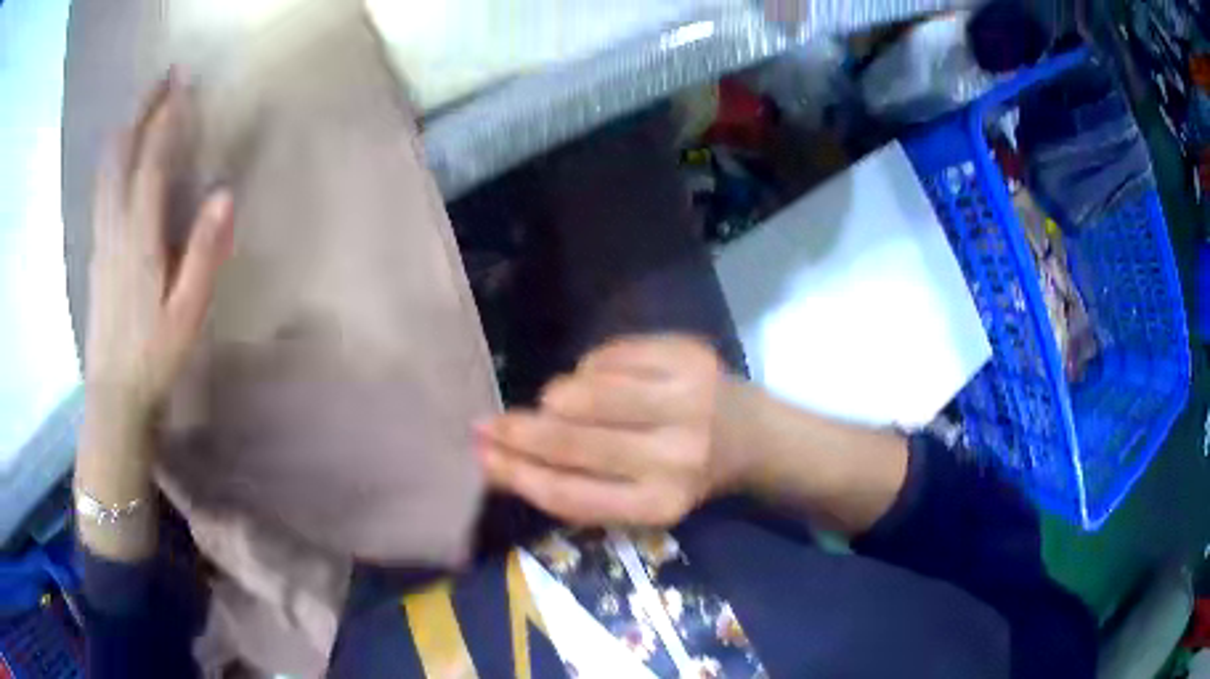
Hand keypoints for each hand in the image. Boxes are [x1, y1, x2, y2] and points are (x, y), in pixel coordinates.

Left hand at [85, 72, 232, 425]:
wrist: (114, 394)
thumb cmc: (154, 357)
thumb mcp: (188, 312)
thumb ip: (204, 254)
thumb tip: (223, 195)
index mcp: (139, 238)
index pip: (151, 161)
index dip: (167, 118)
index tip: (184, 81)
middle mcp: (115, 227)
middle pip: (121, 154)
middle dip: (142, 110)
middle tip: (163, 78)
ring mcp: (101, 238)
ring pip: (107, 169)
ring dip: (125, 130)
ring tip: (143, 106)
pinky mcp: (96, 251)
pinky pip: (102, 190)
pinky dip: (114, 159)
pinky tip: (121, 157)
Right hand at [477, 335, 743, 526]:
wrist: (751, 436)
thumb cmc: (684, 476)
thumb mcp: (635, 499)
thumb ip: (573, 486)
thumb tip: (497, 462)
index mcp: (658, 503)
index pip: (568, 492)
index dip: (516, 474)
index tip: (480, 456)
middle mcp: (675, 456)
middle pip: (570, 439)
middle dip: (516, 430)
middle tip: (487, 423)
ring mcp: (685, 400)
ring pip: (582, 390)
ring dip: (559, 397)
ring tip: (568, 404)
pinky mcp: (688, 356)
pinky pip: (607, 356)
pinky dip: (591, 369)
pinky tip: (606, 381)